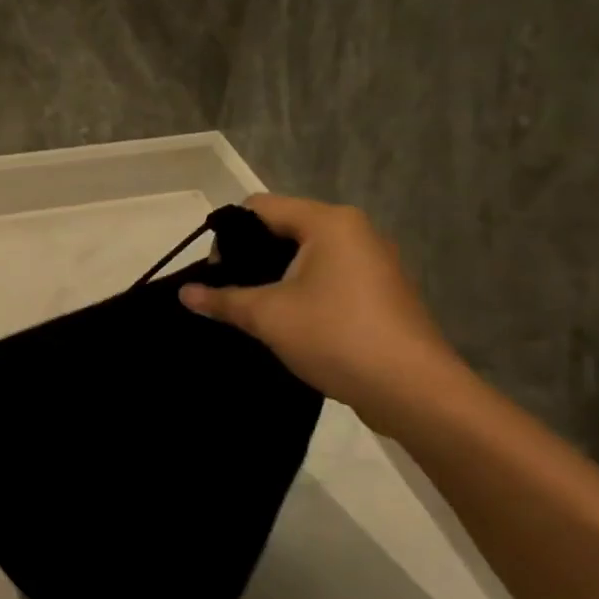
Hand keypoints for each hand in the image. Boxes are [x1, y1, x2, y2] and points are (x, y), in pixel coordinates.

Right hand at [178, 196, 463, 433]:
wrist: (414, 391)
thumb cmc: (336, 336)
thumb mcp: (268, 316)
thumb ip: (223, 299)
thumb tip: (184, 293)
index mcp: (329, 222)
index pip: (260, 207)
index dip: (228, 235)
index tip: (215, 274)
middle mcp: (355, 232)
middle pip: (284, 229)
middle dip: (251, 258)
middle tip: (229, 294)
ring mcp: (374, 263)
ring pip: (307, 256)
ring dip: (275, 278)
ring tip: (254, 312)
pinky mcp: (381, 293)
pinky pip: (329, 278)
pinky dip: (302, 292)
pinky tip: (289, 325)